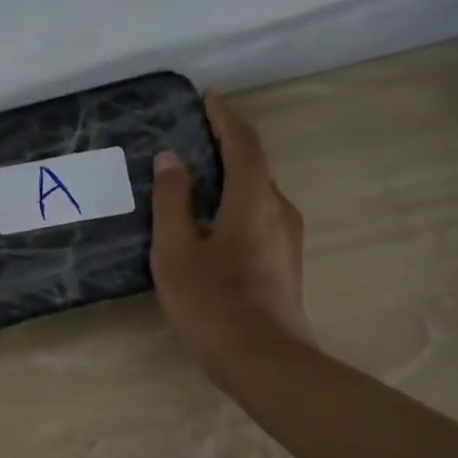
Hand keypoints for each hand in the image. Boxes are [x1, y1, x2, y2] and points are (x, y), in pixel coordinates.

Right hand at [151, 91, 310, 370]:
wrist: (264, 361)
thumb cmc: (213, 302)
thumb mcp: (176, 250)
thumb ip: (172, 200)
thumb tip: (171, 159)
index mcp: (254, 198)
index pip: (243, 142)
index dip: (224, 117)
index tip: (207, 97)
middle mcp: (278, 209)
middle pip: (254, 164)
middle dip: (226, 143)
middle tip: (193, 134)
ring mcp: (286, 237)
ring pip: (257, 192)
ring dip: (230, 175)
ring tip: (196, 175)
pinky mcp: (283, 261)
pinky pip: (258, 215)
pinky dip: (235, 201)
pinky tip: (210, 219)